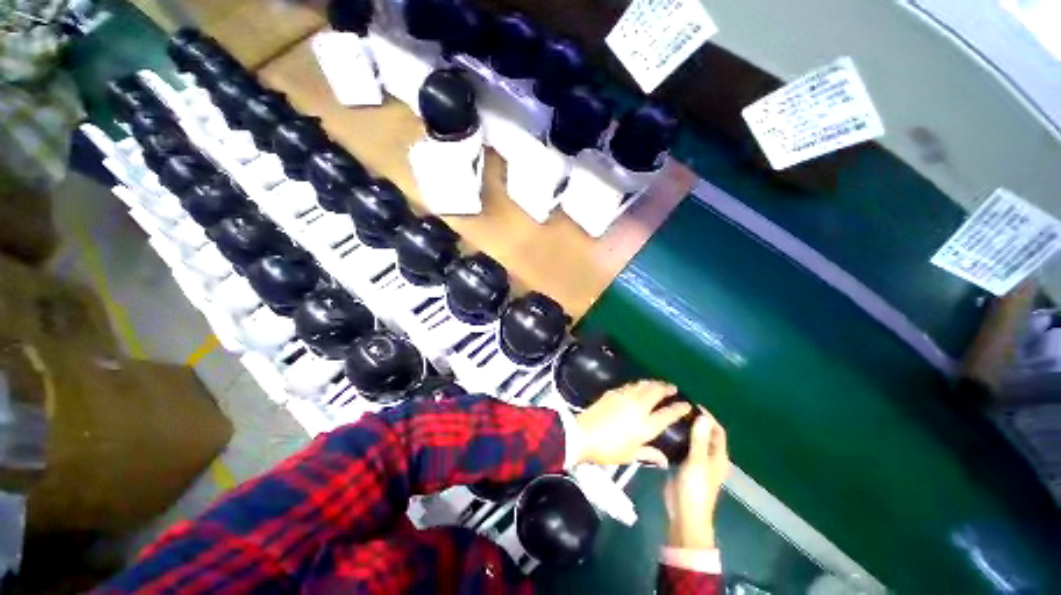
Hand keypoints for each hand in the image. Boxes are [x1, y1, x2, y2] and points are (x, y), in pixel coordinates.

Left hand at [575, 380, 691, 466]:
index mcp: (645, 426)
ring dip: (652, 383)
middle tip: (673, 387)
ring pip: (642, 385)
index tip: (687, 404)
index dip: (679, 408)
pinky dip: (638, 384)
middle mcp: (638, 407)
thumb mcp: (630, 455)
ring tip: (658, 384)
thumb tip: (664, 460)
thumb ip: (649, 454)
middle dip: (666, 388)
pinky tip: (638, 386)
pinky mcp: (613, 392)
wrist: (583, 434)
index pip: (667, 414)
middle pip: (655, 392)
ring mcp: (625, 397)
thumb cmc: (608, 449)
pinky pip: (630, 385)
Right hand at [665, 410, 728, 549]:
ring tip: (669, 415)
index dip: (708, 416)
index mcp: (718, 456)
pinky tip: (664, 431)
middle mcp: (710, 457)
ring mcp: (696, 462)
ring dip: (684, 429)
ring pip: (692, 440)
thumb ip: (699, 440)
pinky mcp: (684, 466)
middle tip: (676, 407)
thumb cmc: (695, 489)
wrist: (685, 515)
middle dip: (694, 420)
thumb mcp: (697, 462)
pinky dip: (677, 438)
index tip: (691, 404)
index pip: (717, 430)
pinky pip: (682, 447)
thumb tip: (703, 417)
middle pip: (704, 434)